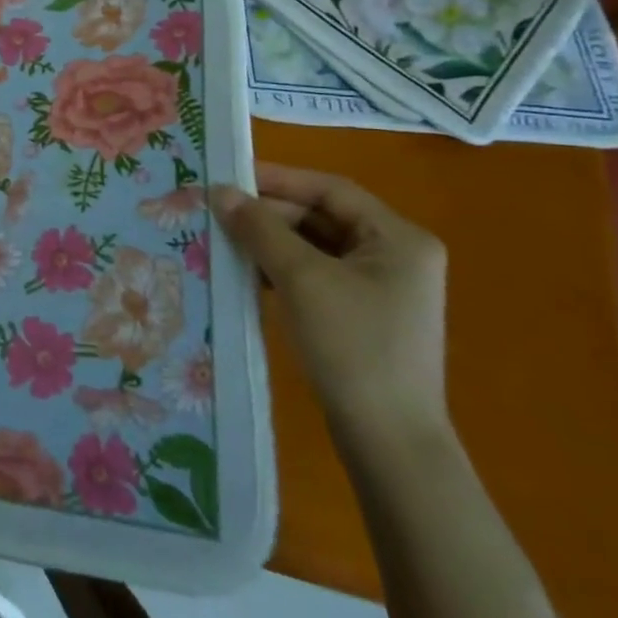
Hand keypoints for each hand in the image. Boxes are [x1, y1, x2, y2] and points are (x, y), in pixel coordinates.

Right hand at [215, 163, 448, 450]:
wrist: (389, 441)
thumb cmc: (353, 346)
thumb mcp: (302, 279)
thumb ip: (260, 229)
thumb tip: (219, 191)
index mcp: (399, 238)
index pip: (331, 190)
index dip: (279, 179)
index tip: (230, 177)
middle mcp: (396, 256)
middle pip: (322, 218)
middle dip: (270, 215)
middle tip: (219, 214)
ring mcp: (381, 289)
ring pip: (315, 248)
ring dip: (270, 243)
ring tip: (224, 241)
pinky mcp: (362, 316)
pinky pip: (316, 276)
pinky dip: (281, 270)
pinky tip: (247, 276)